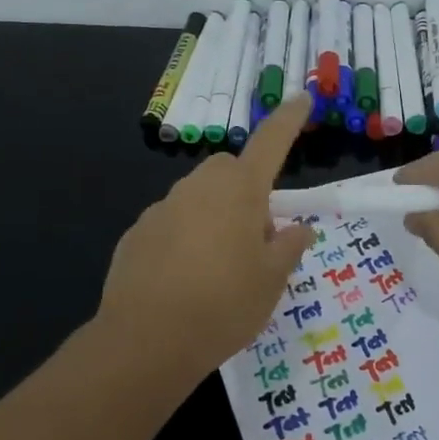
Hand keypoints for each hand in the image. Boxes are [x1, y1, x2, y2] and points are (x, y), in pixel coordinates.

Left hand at [98, 94, 316, 381]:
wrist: (146, 341)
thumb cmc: (224, 305)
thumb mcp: (272, 280)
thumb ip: (289, 247)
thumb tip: (299, 228)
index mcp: (240, 191)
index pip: (271, 143)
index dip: (289, 120)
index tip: (302, 98)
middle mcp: (199, 188)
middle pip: (230, 171)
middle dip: (247, 190)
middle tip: (258, 237)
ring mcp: (162, 208)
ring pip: (199, 198)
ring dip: (215, 216)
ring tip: (220, 268)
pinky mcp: (136, 233)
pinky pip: (172, 223)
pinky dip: (185, 238)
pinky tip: (185, 280)